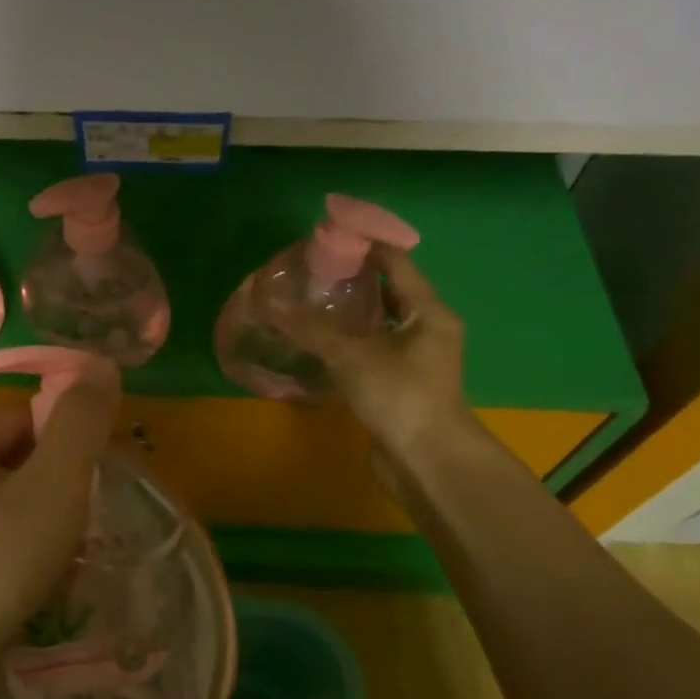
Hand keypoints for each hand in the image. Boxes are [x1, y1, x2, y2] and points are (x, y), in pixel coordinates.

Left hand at [0, 359, 120, 667]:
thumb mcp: (52, 483)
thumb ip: (80, 424)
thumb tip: (101, 364)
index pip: (20, 419)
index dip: (67, 432)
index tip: (106, 461)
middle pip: (15, 468)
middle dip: (61, 486)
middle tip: (103, 509)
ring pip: (8, 516)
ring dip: (48, 528)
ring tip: (87, 550)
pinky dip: (28, 565)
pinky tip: (55, 588)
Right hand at [297, 242, 472, 457]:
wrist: (426, 460)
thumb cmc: (399, 395)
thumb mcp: (352, 356)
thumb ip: (312, 329)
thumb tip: (270, 303)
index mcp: (429, 312)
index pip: (398, 264)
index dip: (367, 247)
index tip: (332, 238)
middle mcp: (428, 330)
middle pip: (391, 293)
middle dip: (356, 281)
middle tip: (315, 273)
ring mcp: (417, 360)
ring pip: (382, 325)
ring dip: (352, 314)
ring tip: (313, 303)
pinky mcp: (402, 385)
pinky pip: (375, 351)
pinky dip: (352, 342)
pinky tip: (322, 344)